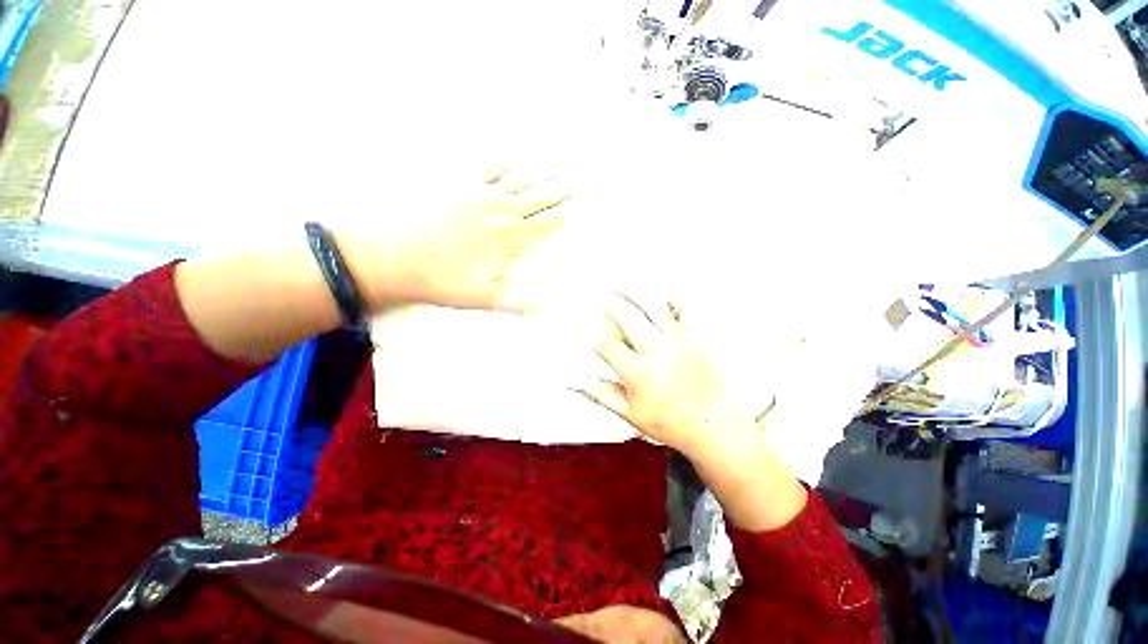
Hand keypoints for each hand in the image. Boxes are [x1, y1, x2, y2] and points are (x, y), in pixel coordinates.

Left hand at [346, 167, 569, 312]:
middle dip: (558, 193)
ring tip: (554, 168)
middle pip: (538, 199)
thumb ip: (523, 301)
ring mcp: (482, 193)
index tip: (577, 214)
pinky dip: (504, 159)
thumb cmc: (445, 280)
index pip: (546, 226)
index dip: (563, 220)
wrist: (398, 256)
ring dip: (539, 175)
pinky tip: (514, 154)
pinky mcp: (460, 183)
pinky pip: (489, 166)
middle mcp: (503, 211)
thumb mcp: (488, 297)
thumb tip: (553, 308)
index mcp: (511, 238)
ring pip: (519, 180)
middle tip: (574, 185)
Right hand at [576, 294, 746, 456]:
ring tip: (620, 284)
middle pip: (627, 317)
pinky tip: (657, 295)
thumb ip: (599, 394)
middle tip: (596, 291)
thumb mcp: (629, 413)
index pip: (607, 345)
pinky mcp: (695, 337)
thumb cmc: (670, 421)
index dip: (590, 330)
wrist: (712, 424)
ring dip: (634, 292)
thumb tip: (572, 383)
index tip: (581, 322)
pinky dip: (669, 299)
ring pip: (653, 306)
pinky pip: (683, 309)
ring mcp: (679, 342)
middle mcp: (658, 353)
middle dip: (608, 300)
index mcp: (639, 374)